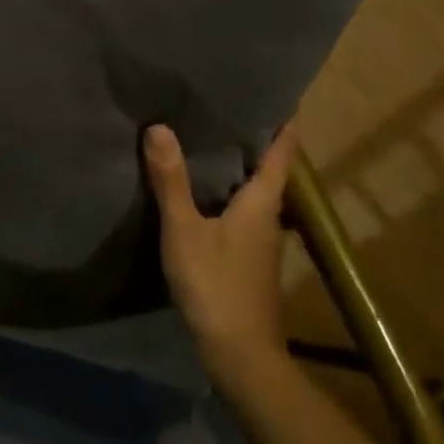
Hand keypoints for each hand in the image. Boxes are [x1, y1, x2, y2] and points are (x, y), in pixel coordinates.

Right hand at [143, 121, 299, 392]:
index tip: (279, 92)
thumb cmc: (216, 284)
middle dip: (253, 136)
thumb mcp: (185, 230)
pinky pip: (239, 207)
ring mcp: (260, 238)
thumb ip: (171, 180)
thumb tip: (159, 127)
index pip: (282, 151)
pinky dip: (226, 188)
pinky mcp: (247, 255)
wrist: (239, 352)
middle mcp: (268, 214)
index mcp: (262, 201)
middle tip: (227, 102)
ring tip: (208, 135)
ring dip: (238, 163)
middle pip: (268, 167)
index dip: (284, 121)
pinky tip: (200, 186)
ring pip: (253, 188)